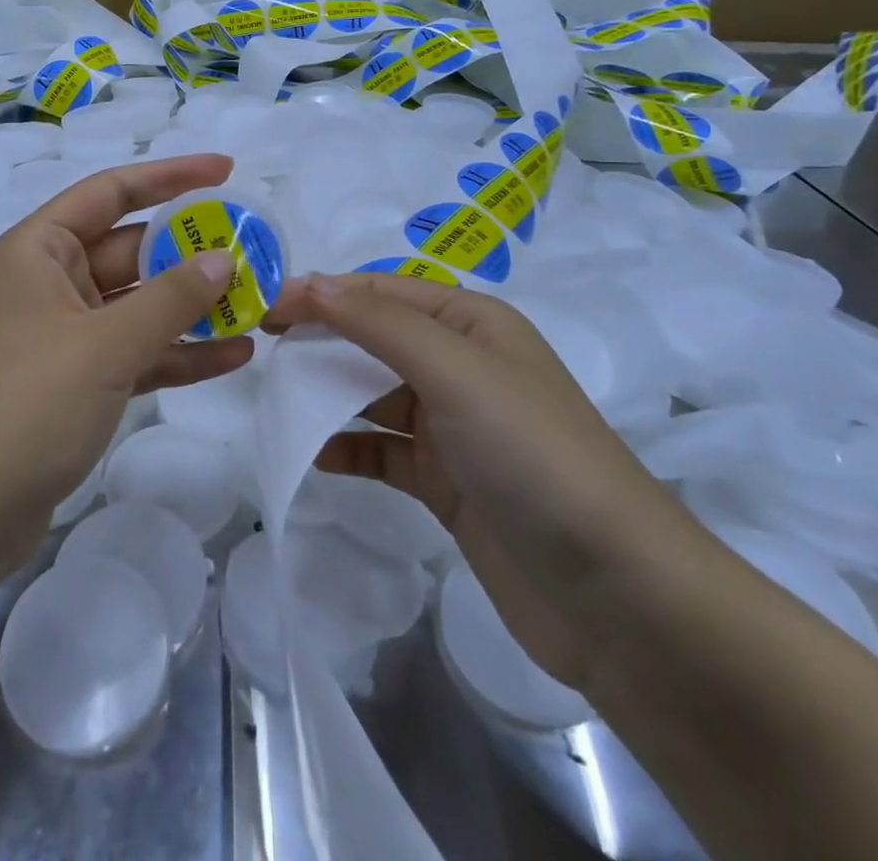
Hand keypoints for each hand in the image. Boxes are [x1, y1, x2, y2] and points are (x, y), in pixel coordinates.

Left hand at [0, 154, 256, 542]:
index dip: (170, 177)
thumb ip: (171, 299)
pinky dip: (179, 351)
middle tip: (255, 248)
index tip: (226, 171)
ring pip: (141, 303)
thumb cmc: (28, 403)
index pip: (112, 191)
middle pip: (133, 249)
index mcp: (42, 249)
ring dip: (194, 305)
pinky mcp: (81, 379)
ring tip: (258, 302)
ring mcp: (68, 332)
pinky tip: (234, 354)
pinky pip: (138, 350)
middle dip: (192, 251)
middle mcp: (54, 280)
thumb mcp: (107, 344)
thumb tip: (224, 260)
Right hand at [267, 274, 702, 688]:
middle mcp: (461, 365)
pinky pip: (381, 450)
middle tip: (262, 348)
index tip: (264, 308)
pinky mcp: (445, 481)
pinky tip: (312, 453)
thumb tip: (310, 284)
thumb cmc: (531, 453)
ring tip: (277, 398)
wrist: (616, 594)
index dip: (323, 293)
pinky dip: (347, 447)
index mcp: (472, 323)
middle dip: (321, 337)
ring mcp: (452, 426)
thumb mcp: (455, 369)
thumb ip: (378, 323)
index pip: (381, 291)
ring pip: (373, 393)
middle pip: (375, 337)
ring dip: (327, 392)